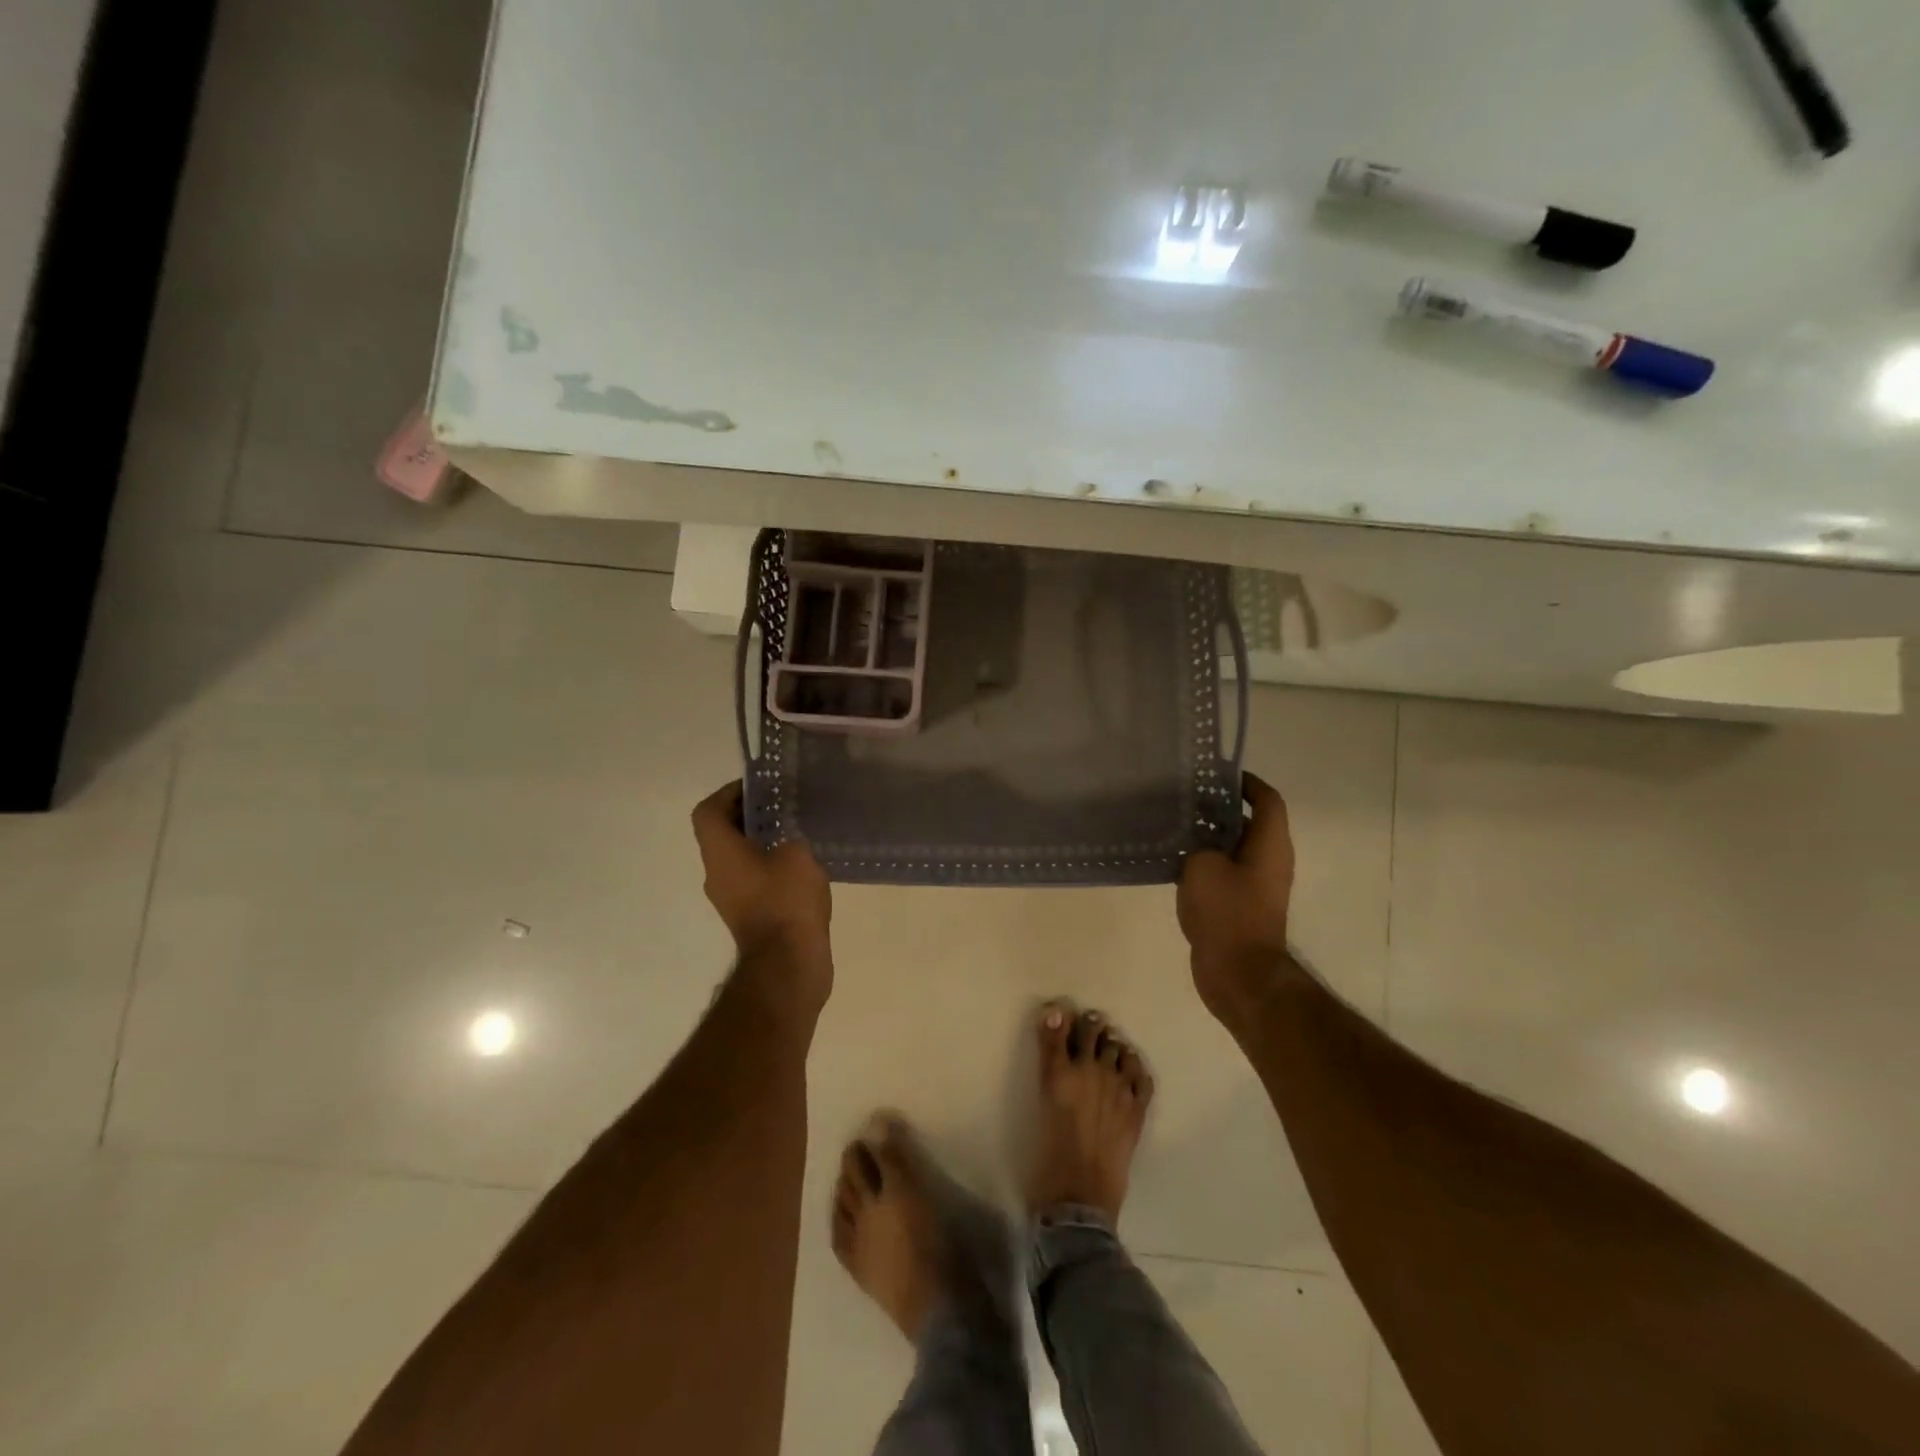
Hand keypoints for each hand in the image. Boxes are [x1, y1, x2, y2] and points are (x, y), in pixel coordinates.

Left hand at [691, 782, 832, 1005]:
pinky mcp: (748, 917)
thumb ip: (790, 834)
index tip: (759, 788)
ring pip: (738, 858)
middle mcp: (716, 873)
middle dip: (750, 816)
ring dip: (761, 843)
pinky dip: (769, 868)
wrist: (787, 964)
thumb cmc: (786, 900)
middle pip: (722, 833)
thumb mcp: (797, 853)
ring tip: (796, 834)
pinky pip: (753, 881)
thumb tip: (788, 835)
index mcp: (720, 852)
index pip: (708, 811)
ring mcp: (731, 899)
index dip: (728, 793)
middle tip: (784, 806)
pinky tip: (801, 867)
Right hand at [1177, 772, 1295, 1019]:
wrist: (1238, 974)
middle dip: (1220, 806)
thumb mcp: (1202, 866)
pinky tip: (1175, 860)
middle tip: (1184, 797)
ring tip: (1174, 824)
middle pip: (1249, 821)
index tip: (1216, 774)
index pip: (1266, 798)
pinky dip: (1205, 861)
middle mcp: (1270, 860)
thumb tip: (1196, 838)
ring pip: (1235, 847)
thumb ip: (1197, 843)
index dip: (1246, 782)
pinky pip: (1225, 871)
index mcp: (1270, 844)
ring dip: (1209, 835)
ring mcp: (1257, 885)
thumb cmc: (1226, 912)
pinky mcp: (1243, 905)